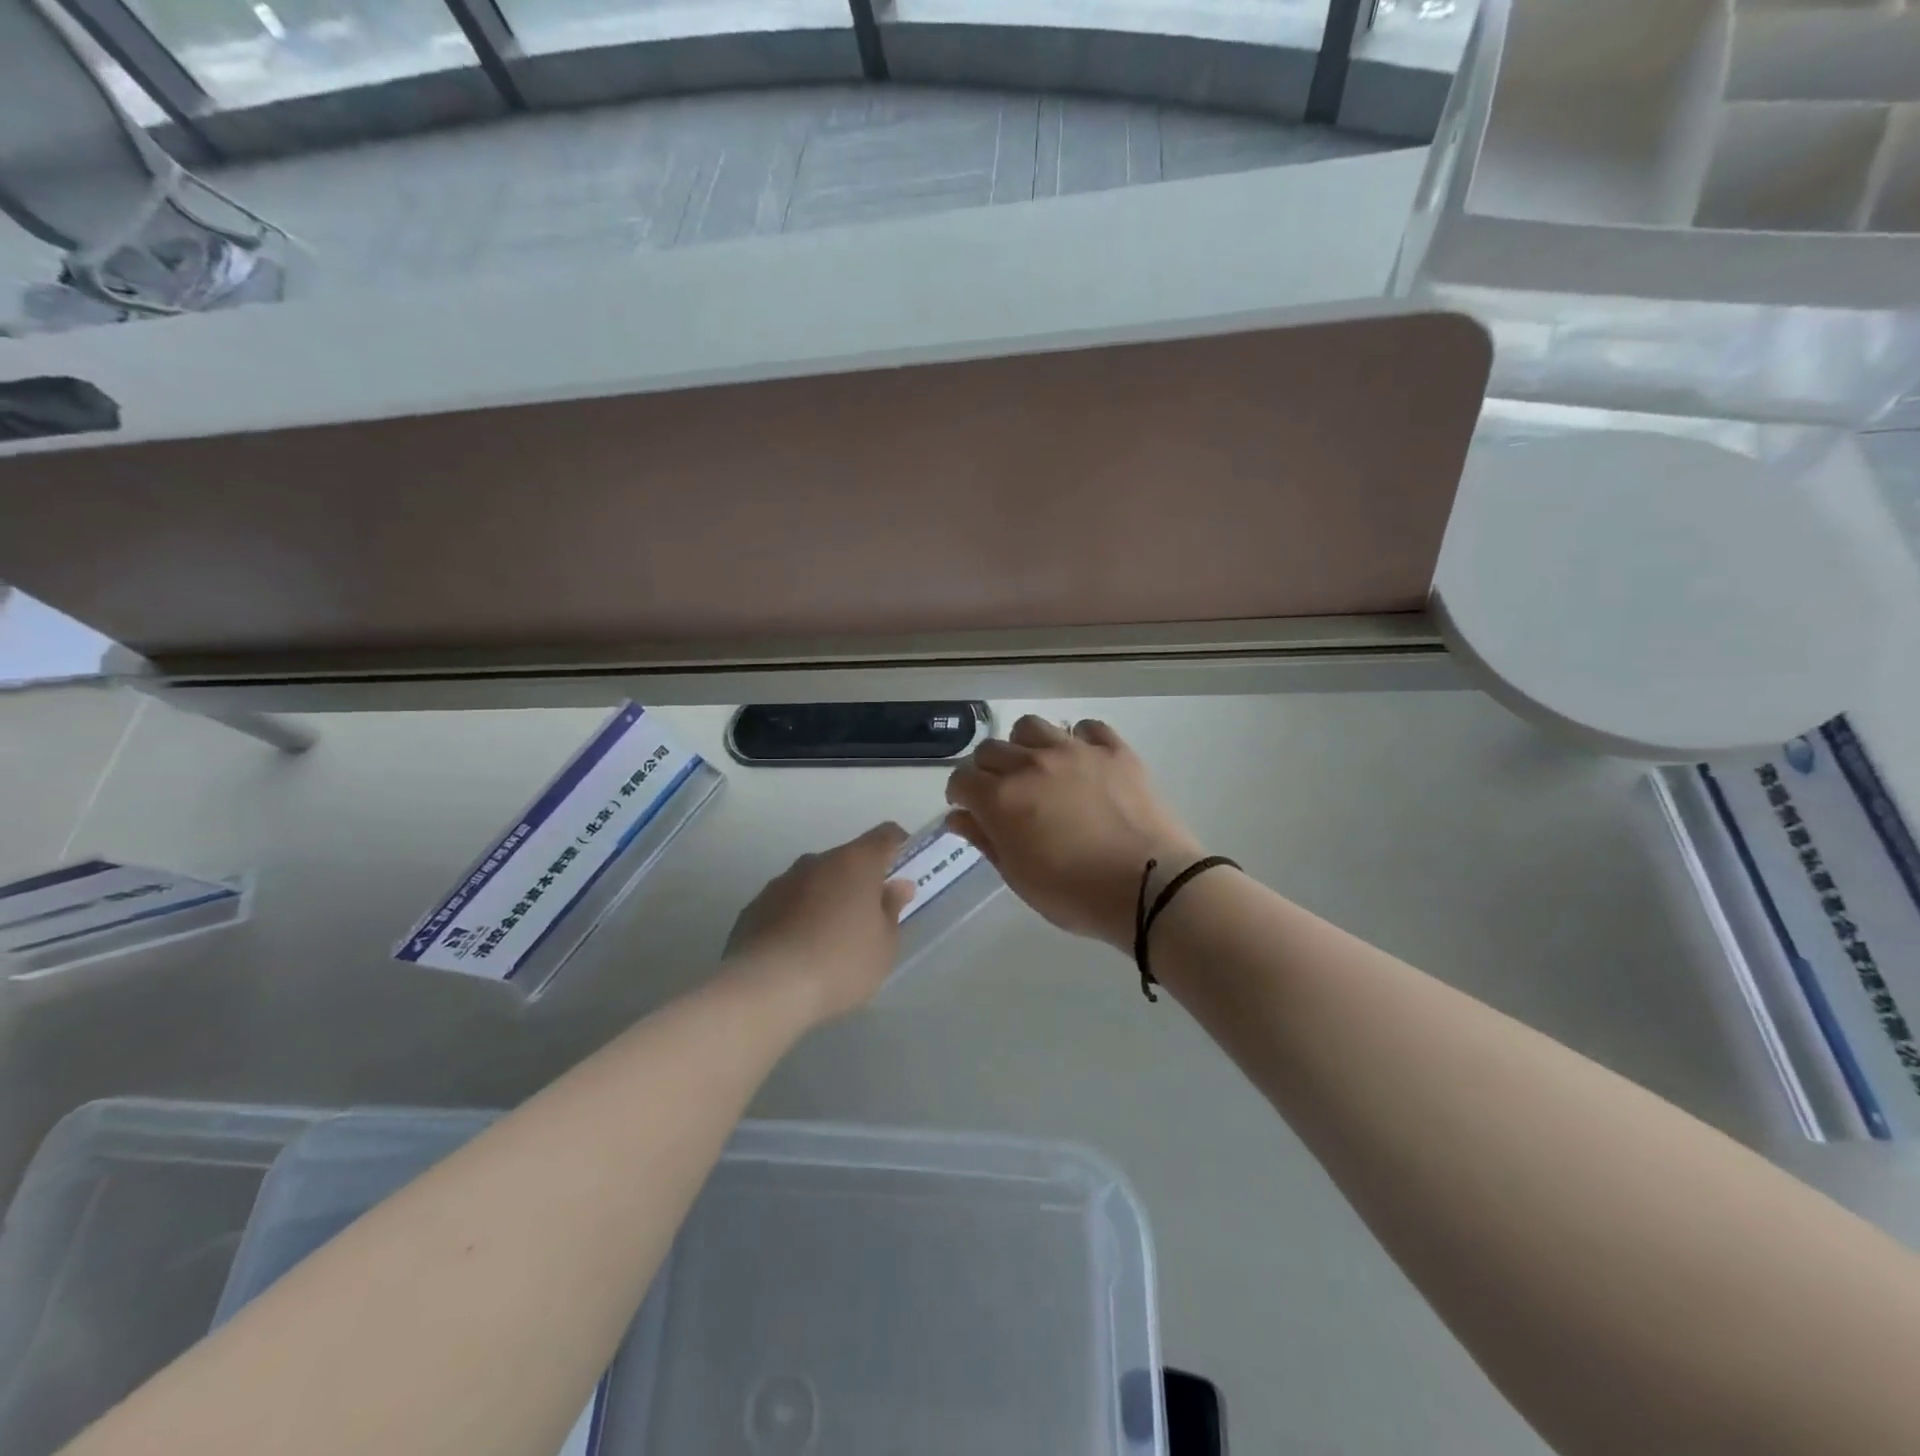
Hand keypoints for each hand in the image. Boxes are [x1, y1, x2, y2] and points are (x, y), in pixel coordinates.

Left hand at [724, 823, 914, 1022]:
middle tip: (868, 917)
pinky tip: (797, 952)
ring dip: (825, 899)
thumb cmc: (840, 963)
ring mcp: (781, 882)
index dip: (898, 846)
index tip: (904, 868)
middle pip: (846, 860)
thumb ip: (892, 910)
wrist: (767, 988)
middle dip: (859, 882)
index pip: (885, 836)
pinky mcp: (754, 907)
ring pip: (814, 881)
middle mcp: (816, 862)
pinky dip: (797, 918)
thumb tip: (896, 887)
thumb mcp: (884, 945)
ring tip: (829, 940)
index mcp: (855, 863)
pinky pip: (786, 904)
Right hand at [945, 716, 1200, 949]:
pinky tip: (1083, 763)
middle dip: (987, 770)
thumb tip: (959, 817)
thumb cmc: (1075, 894)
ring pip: (1032, 727)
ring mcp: (1074, 751)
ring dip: (1025, 746)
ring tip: (1039, 770)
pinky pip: (1086, 727)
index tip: (970, 810)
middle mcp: (1031, 763)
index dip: (960, 795)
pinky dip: (1077, 740)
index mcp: (1001, 797)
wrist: (1149, 886)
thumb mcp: (1019, 877)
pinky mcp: (1113, 750)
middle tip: (1003, 794)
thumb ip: (985, 840)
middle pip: (991, 749)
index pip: (962, 779)